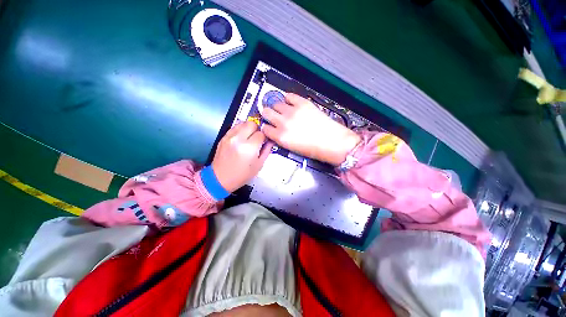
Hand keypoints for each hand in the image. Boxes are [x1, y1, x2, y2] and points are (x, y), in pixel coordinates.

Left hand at [211, 121, 272, 191]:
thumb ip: (266, 151)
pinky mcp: (224, 137)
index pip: (261, 134)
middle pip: (252, 124)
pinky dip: (240, 130)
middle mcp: (238, 139)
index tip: (264, 141)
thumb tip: (270, 141)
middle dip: (257, 129)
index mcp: (249, 148)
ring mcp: (229, 137)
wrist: (220, 179)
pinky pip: (235, 127)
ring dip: (248, 128)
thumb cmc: (241, 175)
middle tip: (257, 137)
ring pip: (243, 123)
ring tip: (249, 137)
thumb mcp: (259, 165)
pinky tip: (242, 138)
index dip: (265, 137)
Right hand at [261, 93, 360, 165]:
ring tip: (283, 109)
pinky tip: (291, 102)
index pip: (265, 128)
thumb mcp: (292, 148)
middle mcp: (284, 123)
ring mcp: (293, 111)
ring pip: (276, 103)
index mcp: (281, 137)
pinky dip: (288, 98)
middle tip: (272, 115)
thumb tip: (276, 130)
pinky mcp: (303, 103)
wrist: (333, 142)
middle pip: (266, 112)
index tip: (269, 126)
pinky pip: (289, 95)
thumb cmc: (315, 149)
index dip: (266, 127)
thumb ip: (281, 138)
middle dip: (268, 114)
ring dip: (278, 107)